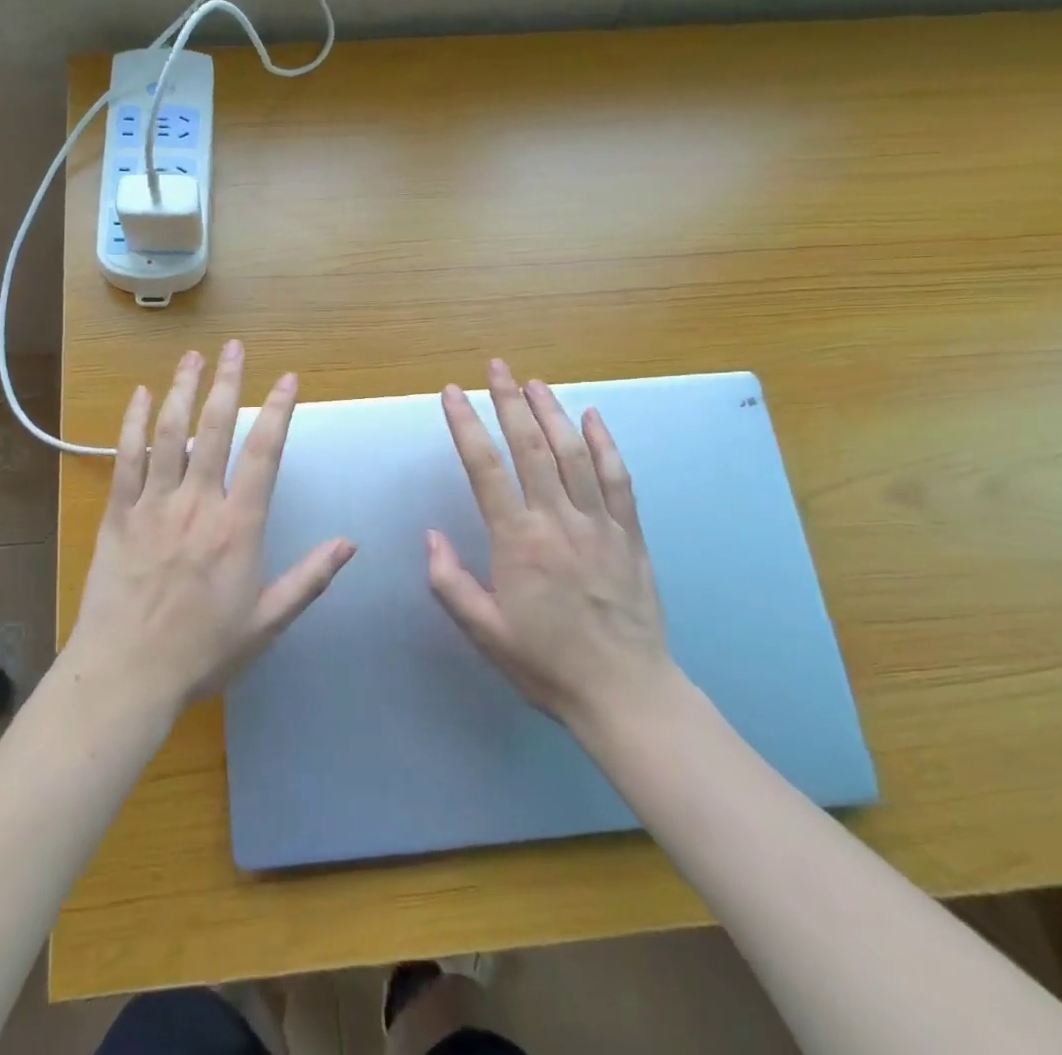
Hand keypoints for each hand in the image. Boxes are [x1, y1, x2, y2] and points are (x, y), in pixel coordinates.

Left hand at [67, 341, 355, 714]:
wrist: (128, 674)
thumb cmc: (203, 652)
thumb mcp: (268, 621)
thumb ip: (309, 578)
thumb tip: (350, 543)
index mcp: (238, 527)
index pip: (264, 454)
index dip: (279, 411)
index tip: (288, 378)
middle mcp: (198, 503)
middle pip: (216, 429)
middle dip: (228, 383)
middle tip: (234, 347)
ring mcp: (155, 505)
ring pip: (170, 433)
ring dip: (182, 390)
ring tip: (193, 356)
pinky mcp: (119, 514)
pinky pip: (126, 459)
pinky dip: (132, 423)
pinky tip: (139, 395)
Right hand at [427, 359, 677, 732]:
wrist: (627, 694)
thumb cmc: (547, 664)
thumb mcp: (485, 632)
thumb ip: (450, 583)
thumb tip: (430, 536)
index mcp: (518, 542)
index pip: (485, 468)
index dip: (466, 425)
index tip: (453, 393)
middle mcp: (558, 521)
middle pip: (531, 447)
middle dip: (510, 401)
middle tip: (497, 367)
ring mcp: (599, 524)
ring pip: (574, 453)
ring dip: (552, 412)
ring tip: (534, 382)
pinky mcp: (630, 534)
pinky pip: (617, 479)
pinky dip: (604, 443)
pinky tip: (592, 417)